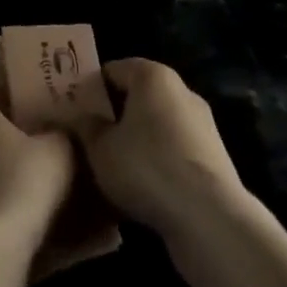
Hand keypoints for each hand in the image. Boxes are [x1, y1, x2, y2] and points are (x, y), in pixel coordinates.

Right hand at [76, 59, 248, 241]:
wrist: (208, 217)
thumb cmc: (146, 167)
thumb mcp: (100, 149)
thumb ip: (86, 127)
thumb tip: (80, 117)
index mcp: (152, 75)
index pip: (113, 70)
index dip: (90, 89)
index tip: (73, 112)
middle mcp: (180, 90)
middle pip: (137, 95)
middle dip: (113, 114)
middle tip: (88, 139)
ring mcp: (201, 123)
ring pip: (156, 124)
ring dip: (136, 139)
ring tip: (112, 167)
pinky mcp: (213, 155)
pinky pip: (174, 149)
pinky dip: (157, 160)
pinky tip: (141, 186)